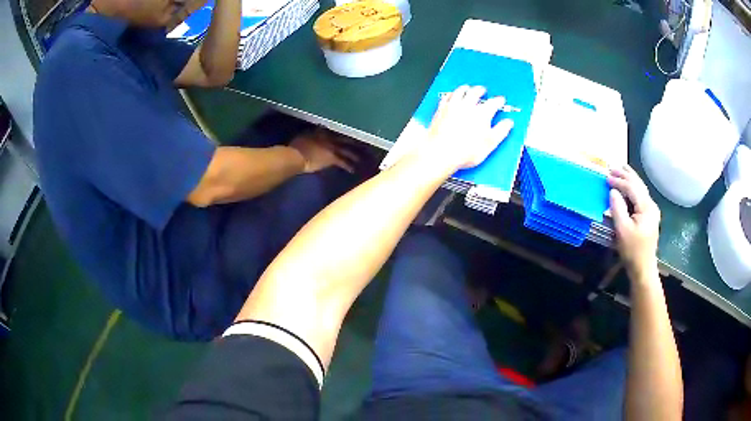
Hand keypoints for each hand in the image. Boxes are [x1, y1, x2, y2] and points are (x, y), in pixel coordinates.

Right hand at [289, 129, 358, 173]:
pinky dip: (348, 166)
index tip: (346, 135)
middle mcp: (328, 137)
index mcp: (320, 131)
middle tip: (360, 144)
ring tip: (359, 158)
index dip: (340, 133)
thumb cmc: (295, 147)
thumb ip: (309, 135)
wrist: (296, 155)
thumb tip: (312, 135)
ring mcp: (331, 147)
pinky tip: (352, 170)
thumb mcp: (302, 137)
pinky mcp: (332, 158)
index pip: (333, 131)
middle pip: (343, 139)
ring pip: (346, 150)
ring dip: (353, 155)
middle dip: (352, 141)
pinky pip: (343, 162)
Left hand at [424, 85, 513, 170]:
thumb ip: (501, 131)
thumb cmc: (465, 151)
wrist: (441, 152)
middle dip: (481, 90)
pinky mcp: (441, 110)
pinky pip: (446, 97)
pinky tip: (450, 95)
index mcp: (482, 114)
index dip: (499, 101)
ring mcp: (452, 107)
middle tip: (483, 90)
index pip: (494, 103)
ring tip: (467, 88)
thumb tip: (508, 123)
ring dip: (465, 88)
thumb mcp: (490, 143)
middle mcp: (467, 106)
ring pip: (460, 92)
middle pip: (475, 93)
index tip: (500, 100)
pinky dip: (450, 94)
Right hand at [608, 165, 660, 279]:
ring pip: (641, 189)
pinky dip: (633, 188)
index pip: (632, 188)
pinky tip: (629, 185)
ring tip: (621, 169)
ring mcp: (652, 210)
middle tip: (612, 167)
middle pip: (638, 184)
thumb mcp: (622, 230)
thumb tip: (613, 191)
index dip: (619, 181)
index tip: (606, 177)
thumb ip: (617, 208)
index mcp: (646, 207)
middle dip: (625, 175)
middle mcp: (651, 205)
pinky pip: (641, 196)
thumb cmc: (632, 251)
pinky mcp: (649, 216)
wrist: (643, 268)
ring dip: (630, 179)